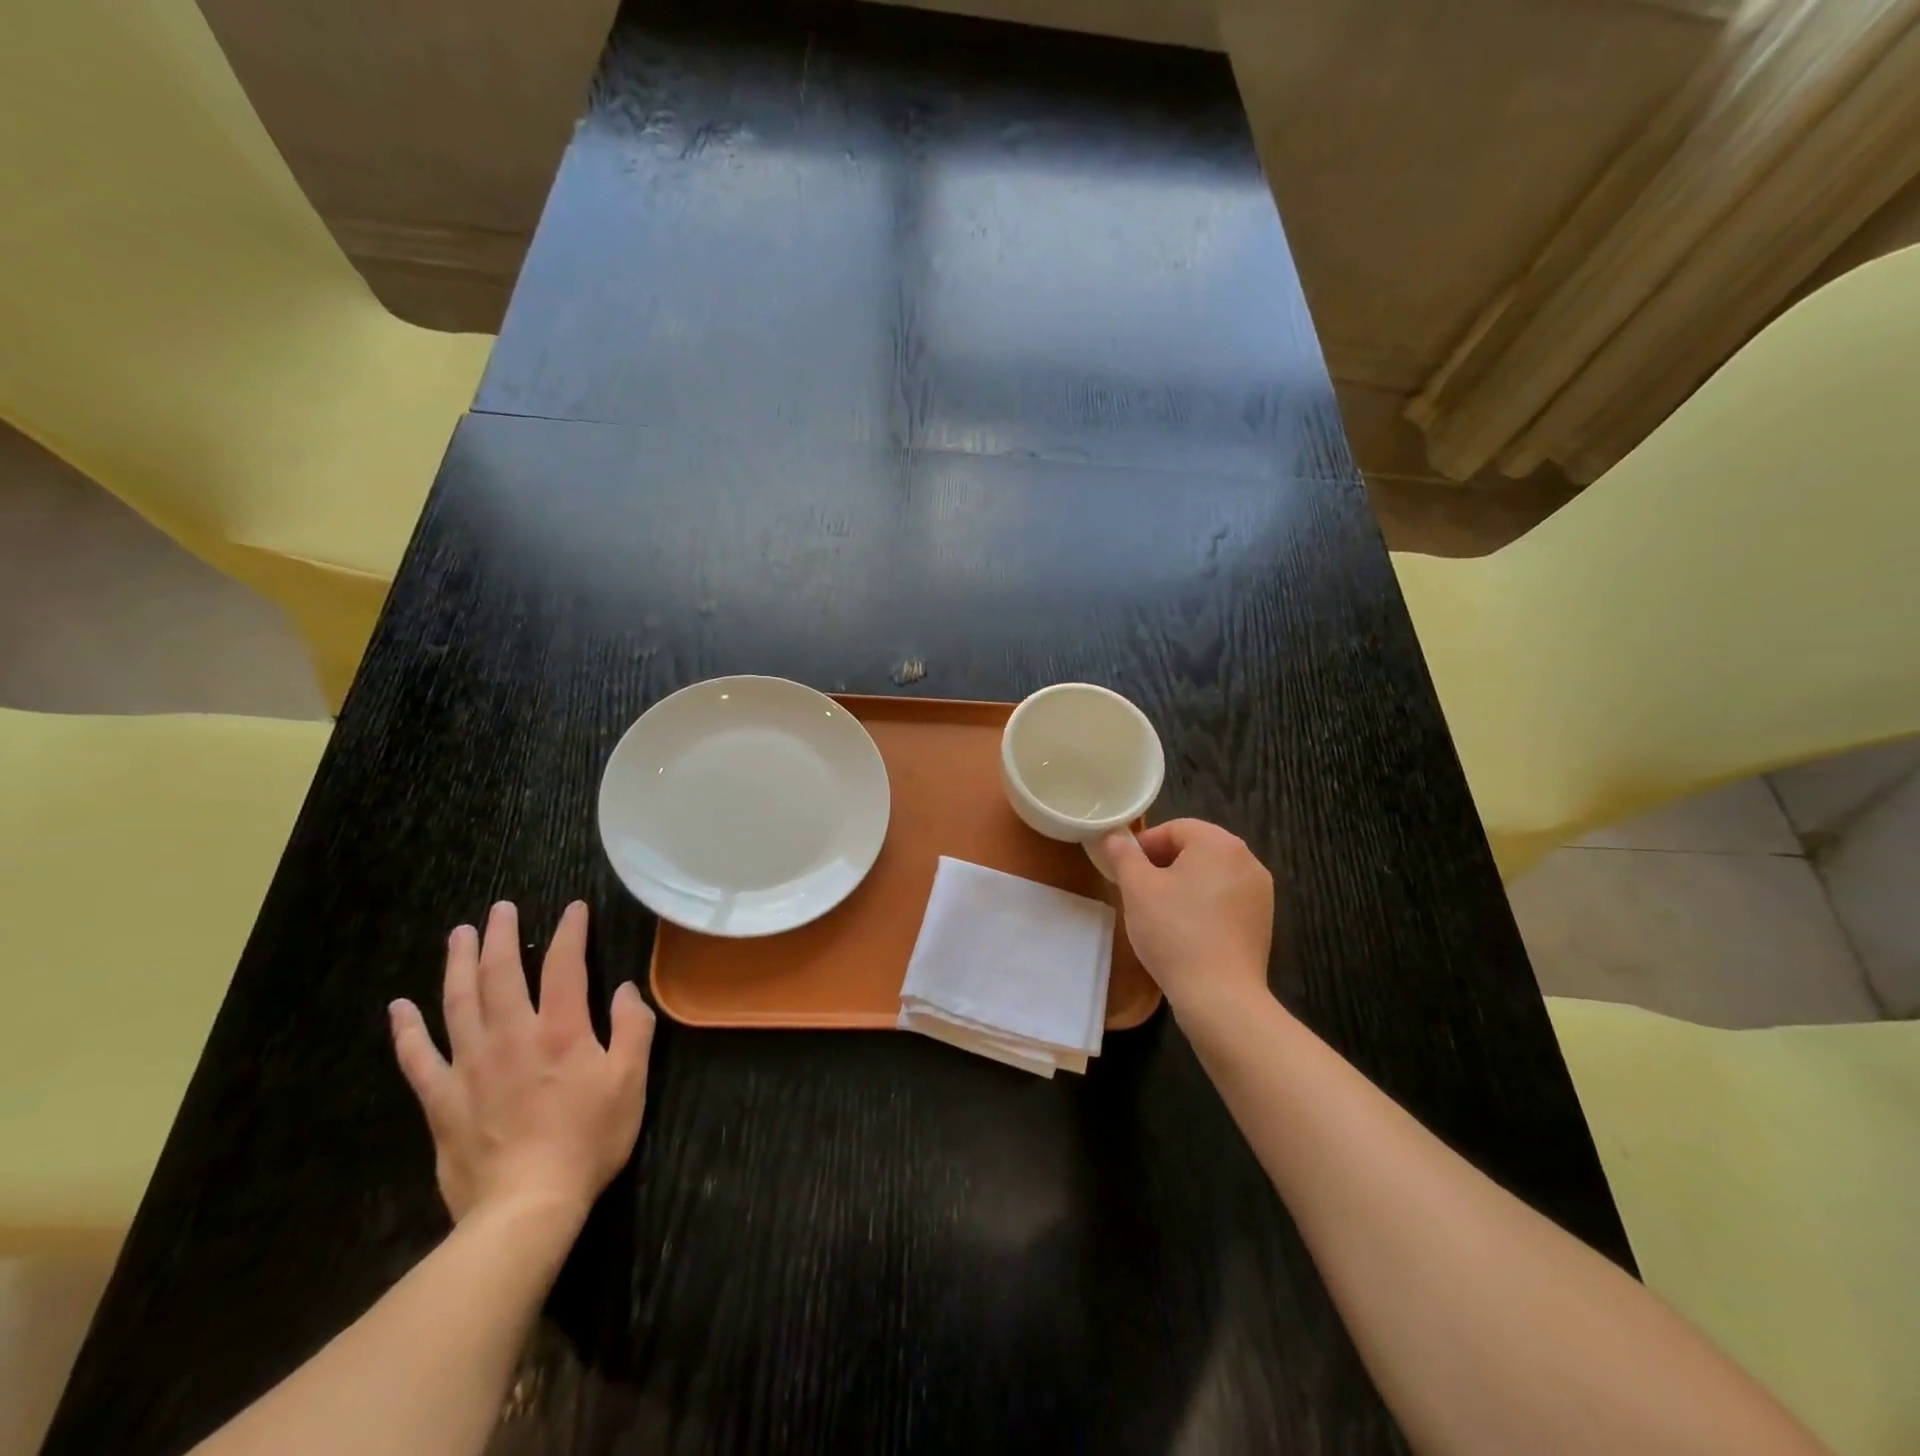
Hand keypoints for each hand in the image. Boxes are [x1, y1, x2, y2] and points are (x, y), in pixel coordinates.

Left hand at [388, 901, 655, 1229]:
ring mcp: (471, 1066)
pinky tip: (399, 1007)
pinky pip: (418, 1058)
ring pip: (459, 1002)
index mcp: (562, 1030)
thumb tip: (625, 990)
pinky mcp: (442, 1099)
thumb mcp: (631, 1082)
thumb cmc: (588, 1139)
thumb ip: (632, 1029)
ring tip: (459, 935)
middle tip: (500, 909)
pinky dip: (407, 1030)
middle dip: (502, 936)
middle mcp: (513, 1036)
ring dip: (458, 964)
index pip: (566, 967)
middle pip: (502, 974)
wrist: (526, 1206)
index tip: (574, 909)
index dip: (570, 933)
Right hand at [1095, 819, 1274, 1017]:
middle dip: (1163, 864)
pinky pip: (1225, 900)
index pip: (1175, 828)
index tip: (1125, 870)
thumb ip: (1123, 855)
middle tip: (1138, 891)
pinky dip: (1203, 906)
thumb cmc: (1174, 932)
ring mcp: (1260, 893)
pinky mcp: (1262, 922)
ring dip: (1183, 885)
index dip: (1145, 845)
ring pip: (1210, 875)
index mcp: (1219, 843)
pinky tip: (1185, 931)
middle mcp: (1247, 860)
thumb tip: (1114, 836)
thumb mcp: (1136, 888)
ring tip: (1159, 913)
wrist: (1220, 996)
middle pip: (1195, 849)